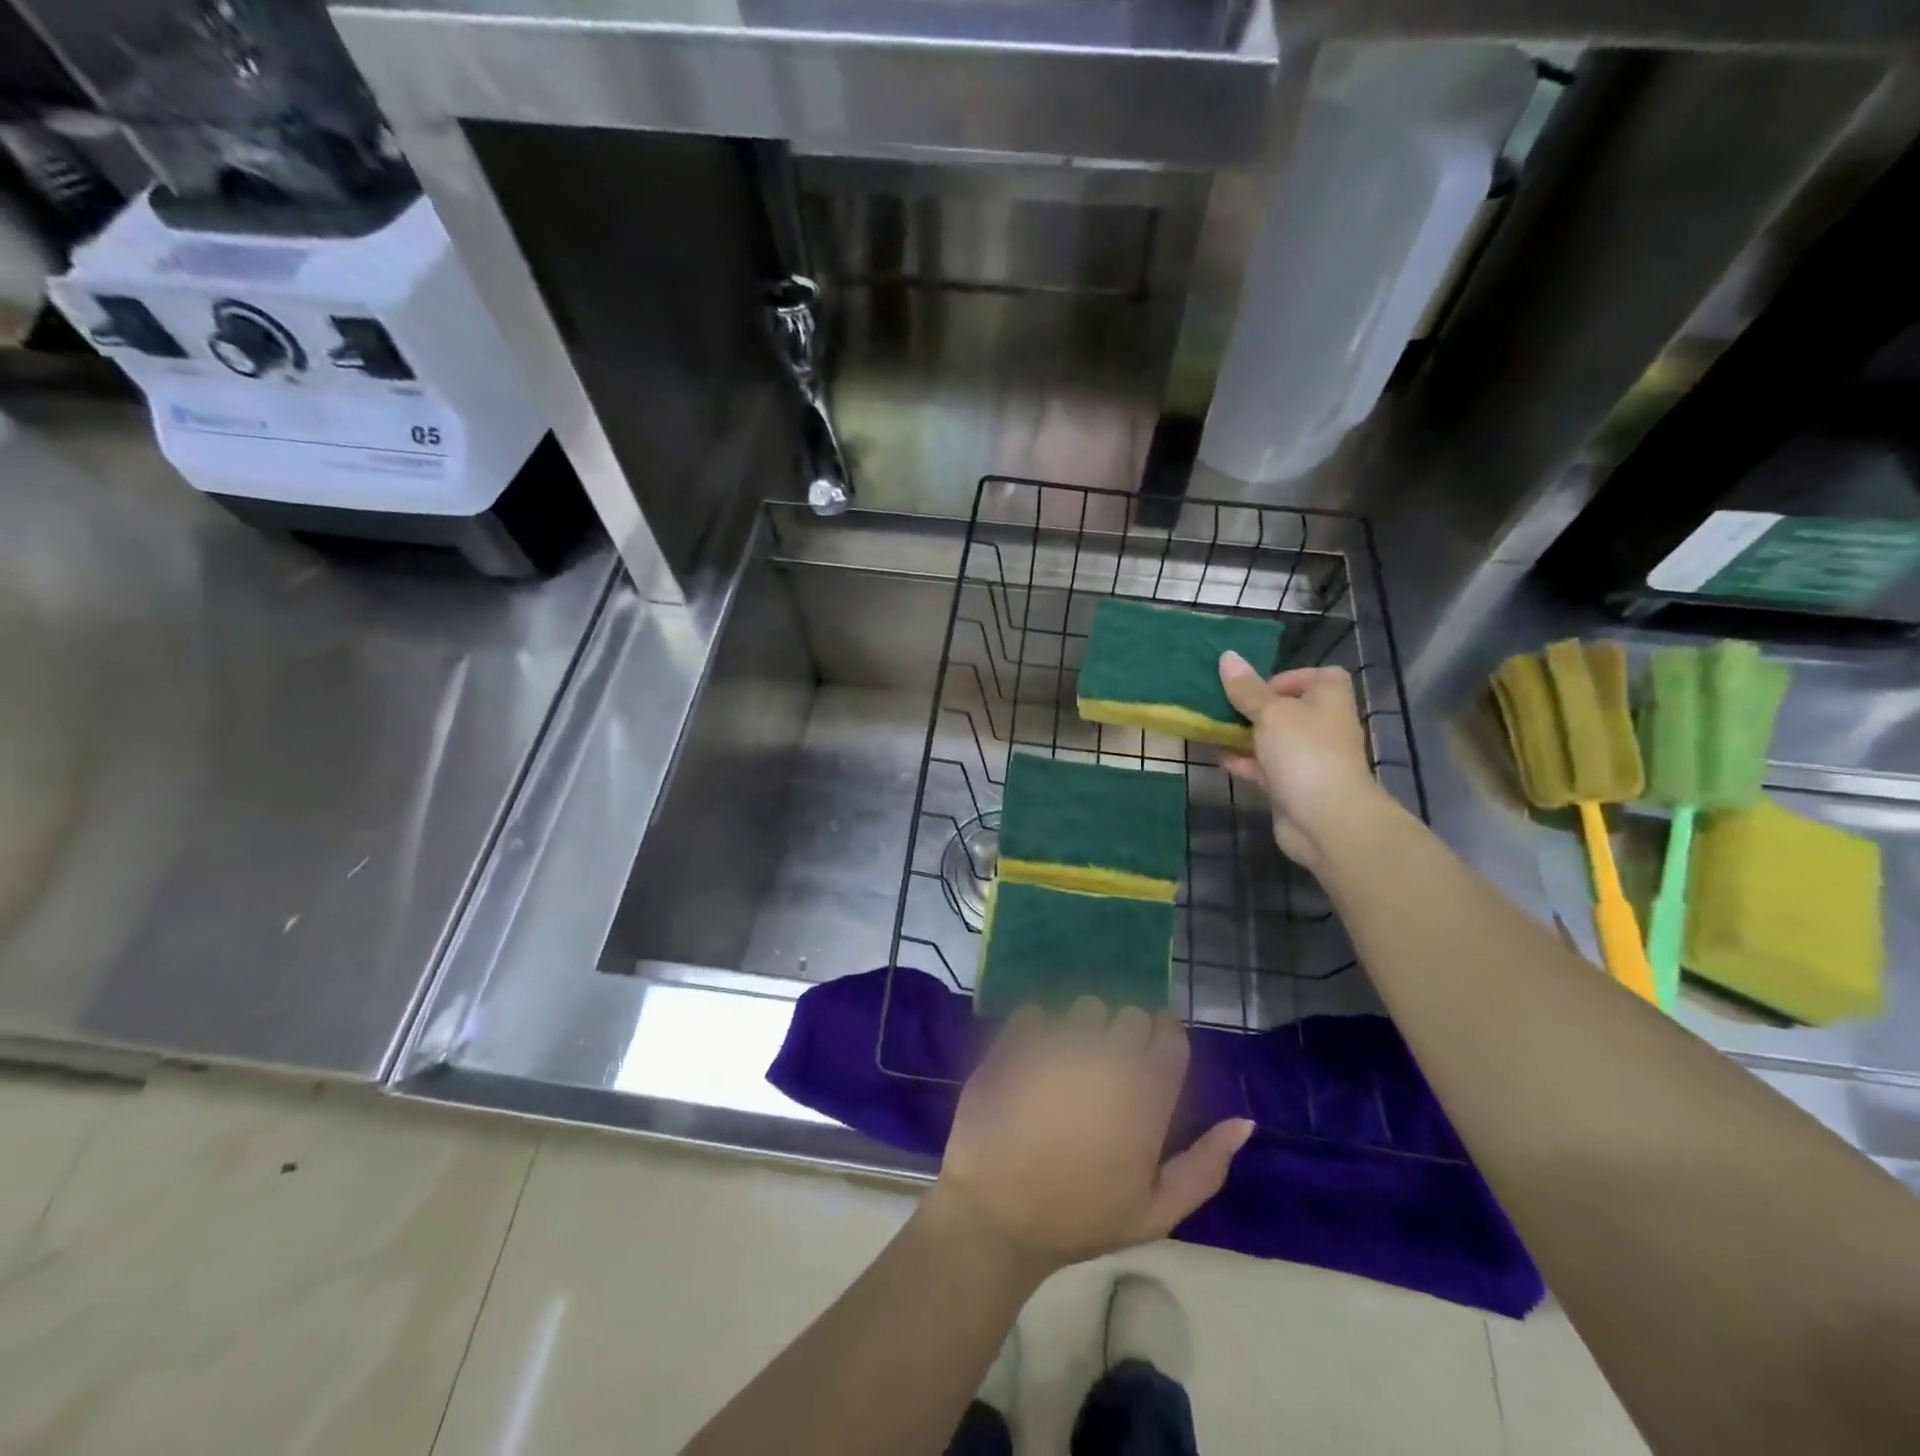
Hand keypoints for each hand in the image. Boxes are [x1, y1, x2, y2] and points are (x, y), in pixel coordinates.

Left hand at [928, 999, 1253, 1278]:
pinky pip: (1037, 1012)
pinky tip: (1032, 1060)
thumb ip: (1206, 1164)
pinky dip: (1037, 1029)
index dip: (1164, 1037)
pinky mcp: (1017, 1040)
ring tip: (1069, 1064)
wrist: (997, 1215)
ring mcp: (1059, 1044)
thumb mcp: (1156, 1211)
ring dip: (1083, 1028)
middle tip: (1109, 1069)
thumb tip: (1246, 1122)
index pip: (1170, 1035)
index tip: (1151, 1053)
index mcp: (1146, 1095)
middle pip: (1130, 1015)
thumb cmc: (1081, 1218)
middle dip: (1125, 1034)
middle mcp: (1107, 1058)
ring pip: (1085, 1007)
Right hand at [1218, 654, 1385, 870]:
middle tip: (1224, 707)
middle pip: (1288, 708)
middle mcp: (1323, 725)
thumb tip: (1227, 656)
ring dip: (1246, 735)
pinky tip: (1220, 758)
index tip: (1256, 688)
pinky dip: (1245, 761)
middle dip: (1255, 708)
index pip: (1316, 676)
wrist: (1326, 819)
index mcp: (1329, 699)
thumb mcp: (1271, 712)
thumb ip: (1246, 689)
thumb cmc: (1304, 752)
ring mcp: (1309, 758)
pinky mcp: (1293, 785)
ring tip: (1213, 729)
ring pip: (1273, 739)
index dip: (1286, 678)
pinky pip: (1265, 766)